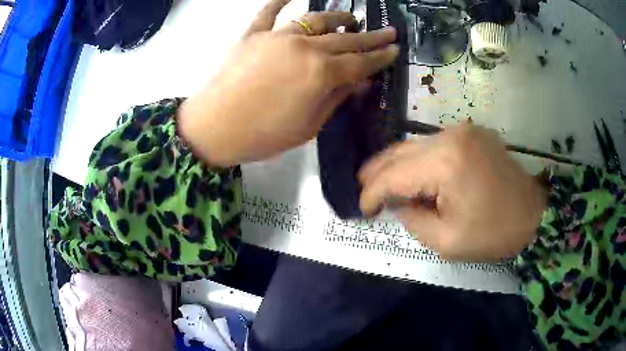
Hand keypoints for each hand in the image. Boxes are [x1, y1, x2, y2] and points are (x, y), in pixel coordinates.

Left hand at [178, 0, 398, 165]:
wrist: (213, 128)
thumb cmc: (263, 135)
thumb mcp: (309, 127)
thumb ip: (336, 99)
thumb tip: (359, 82)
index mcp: (321, 73)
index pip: (360, 62)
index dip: (380, 57)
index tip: (394, 49)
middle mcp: (304, 47)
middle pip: (345, 39)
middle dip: (370, 36)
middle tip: (388, 31)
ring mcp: (277, 36)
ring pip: (315, 20)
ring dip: (336, 18)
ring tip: (350, 18)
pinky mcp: (253, 34)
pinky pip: (268, 11)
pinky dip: (279, 0)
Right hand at [359, 124, 546, 261]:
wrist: (533, 215)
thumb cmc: (493, 233)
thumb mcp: (447, 241)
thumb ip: (413, 220)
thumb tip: (398, 204)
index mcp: (446, 162)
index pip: (395, 174)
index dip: (373, 192)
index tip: (361, 208)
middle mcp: (451, 136)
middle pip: (401, 151)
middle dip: (378, 171)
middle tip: (362, 187)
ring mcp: (463, 130)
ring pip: (416, 144)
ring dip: (397, 164)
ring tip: (381, 180)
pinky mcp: (472, 133)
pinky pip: (435, 144)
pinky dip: (419, 159)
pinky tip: (414, 172)